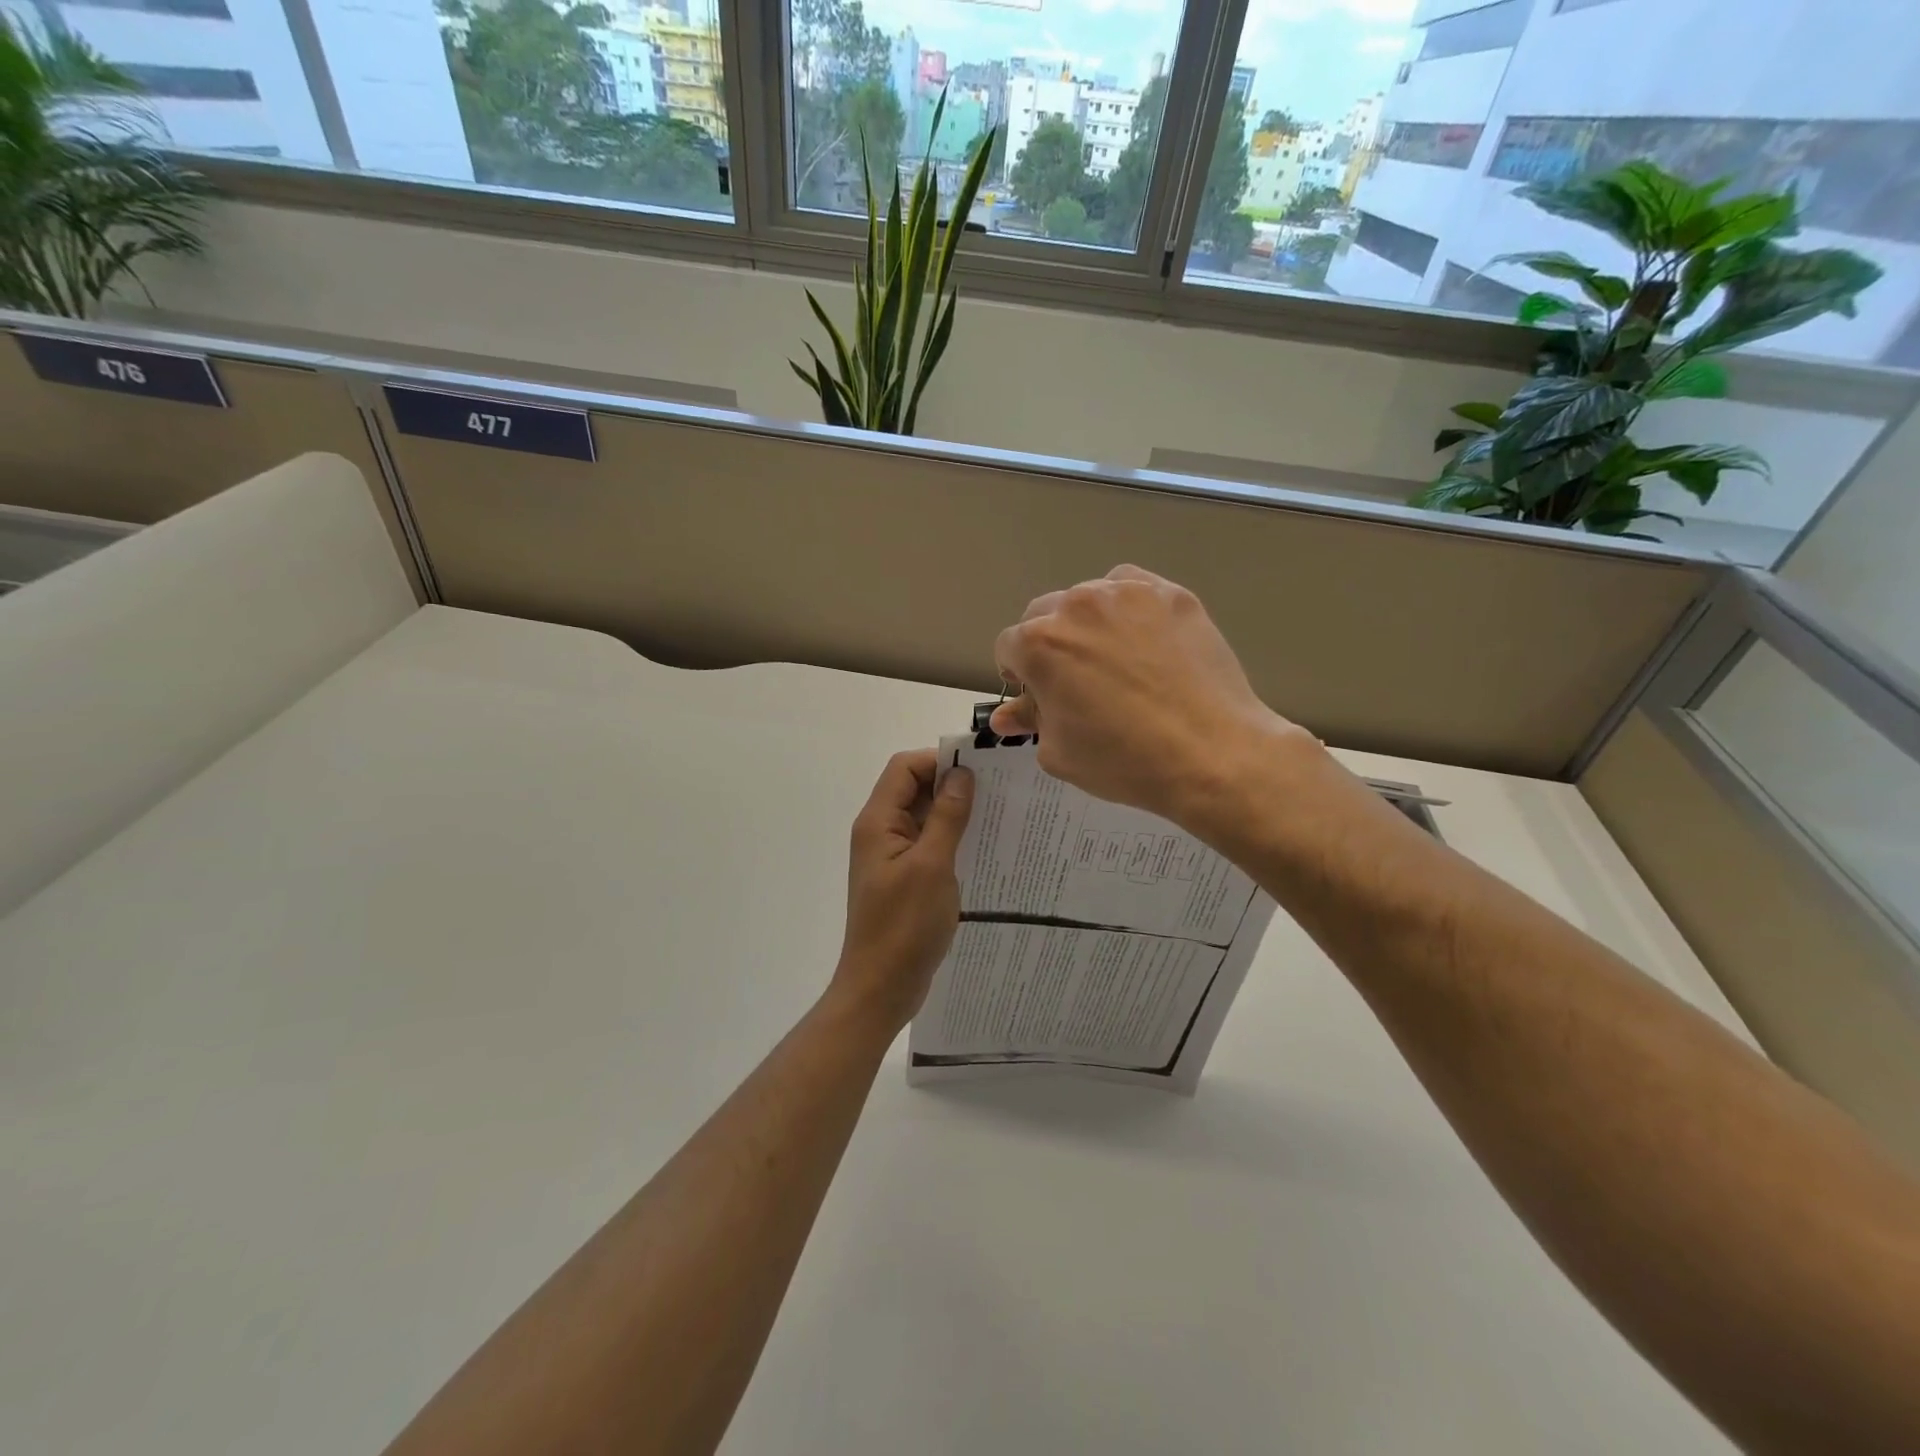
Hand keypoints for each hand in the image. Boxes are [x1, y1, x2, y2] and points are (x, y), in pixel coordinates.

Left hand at [830, 750, 973, 1033]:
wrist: (881, 988)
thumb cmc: (904, 926)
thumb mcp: (932, 866)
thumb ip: (947, 816)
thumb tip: (961, 774)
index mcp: (878, 822)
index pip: (904, 768)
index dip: (939, 760)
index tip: (980, 770)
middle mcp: (881, 833)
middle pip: (913, 789)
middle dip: (951, 784)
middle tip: (997, 791)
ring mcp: (892, 857)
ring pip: (923, 818)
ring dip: (954, 813)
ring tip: (997, 816)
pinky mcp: (904, 879)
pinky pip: (928, 845)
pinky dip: (951, 839)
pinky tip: (981, 848)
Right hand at [991, 566, 1308, 828]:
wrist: (1212, 754)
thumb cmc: (1124, 761)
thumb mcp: (1060, 751)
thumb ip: (1030, 721)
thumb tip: (1007, 715)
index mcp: (1038, 645)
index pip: (1009, 646)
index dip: (1020, 673)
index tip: (1040, 694)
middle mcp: (1075, 606)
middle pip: (1043, 614)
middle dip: (1049, 644)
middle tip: (1076, 680)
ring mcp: (1125, 593)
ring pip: (1088, 597)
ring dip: (1087, 623)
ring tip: (1115, 659)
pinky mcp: (1169, 593)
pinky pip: (1132, 588)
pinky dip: (1128, 608)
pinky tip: (1145, 640)